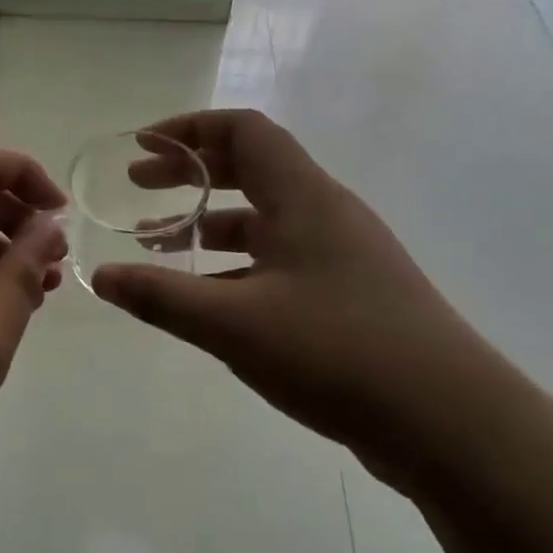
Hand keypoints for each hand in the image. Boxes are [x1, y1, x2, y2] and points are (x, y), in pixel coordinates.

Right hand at [90, 110, 525, 492]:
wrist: (451, 423)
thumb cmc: (337, 352)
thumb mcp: (235, 324)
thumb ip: (162, 296)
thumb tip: (101, 276)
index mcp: (303, 198)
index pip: (244, 130)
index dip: (189, 129)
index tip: (142, 147)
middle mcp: (325, 213)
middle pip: (251, 168)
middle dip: (190, 172)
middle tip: (139, 186)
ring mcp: (341, 256)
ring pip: (264, 220)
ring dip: (209, 223)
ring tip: (159, 245)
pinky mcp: (348, 296)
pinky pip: (279, 262)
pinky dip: (236, 266)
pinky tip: (207, 300)